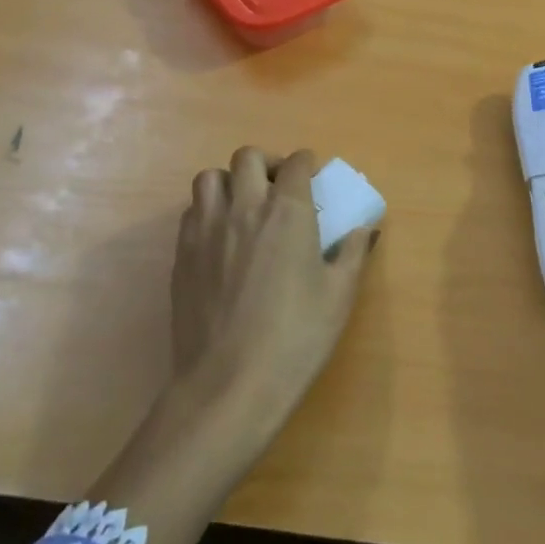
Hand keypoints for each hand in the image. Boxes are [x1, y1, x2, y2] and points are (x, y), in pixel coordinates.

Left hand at [83, 146, 377, 543]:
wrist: (229, 385)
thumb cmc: (296, 338)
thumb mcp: (340, 295)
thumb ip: (353, 253)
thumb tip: (362, 229)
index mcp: (288, 211)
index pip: (296, 163)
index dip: (307, 163)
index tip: (313, 175)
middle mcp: (245, 208)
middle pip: (247, 157)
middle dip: (266, 163)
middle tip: (278, 187)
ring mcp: (207, 230)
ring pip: (210, 179)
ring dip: (230, 182)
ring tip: (244, 206)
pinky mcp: (182, 255)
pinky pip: (191, 212)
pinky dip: (207, 211)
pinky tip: (221, 238)